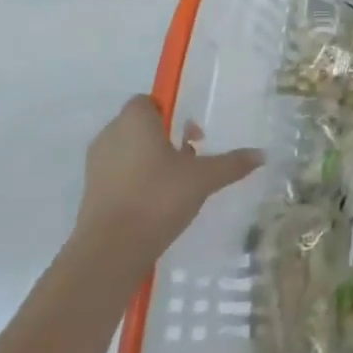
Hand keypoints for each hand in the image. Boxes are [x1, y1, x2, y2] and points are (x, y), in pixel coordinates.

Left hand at [75, 96, 262, 250]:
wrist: (110, 251)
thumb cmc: (157, 198)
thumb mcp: (203, 178)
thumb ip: (232, 163)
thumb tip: (262, 155)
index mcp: (134, 120)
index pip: (148, 101)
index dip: (170, 112)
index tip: (190, 133)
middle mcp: (110, 135)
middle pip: (140, 126)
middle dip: (163, 138)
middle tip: (188, 158)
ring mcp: (96, 166)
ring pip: (128, 151)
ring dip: (149, 161)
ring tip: (175, 184)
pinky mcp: (90, 194)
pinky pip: (118, 175)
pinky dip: (135, 182)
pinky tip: (156, 204)